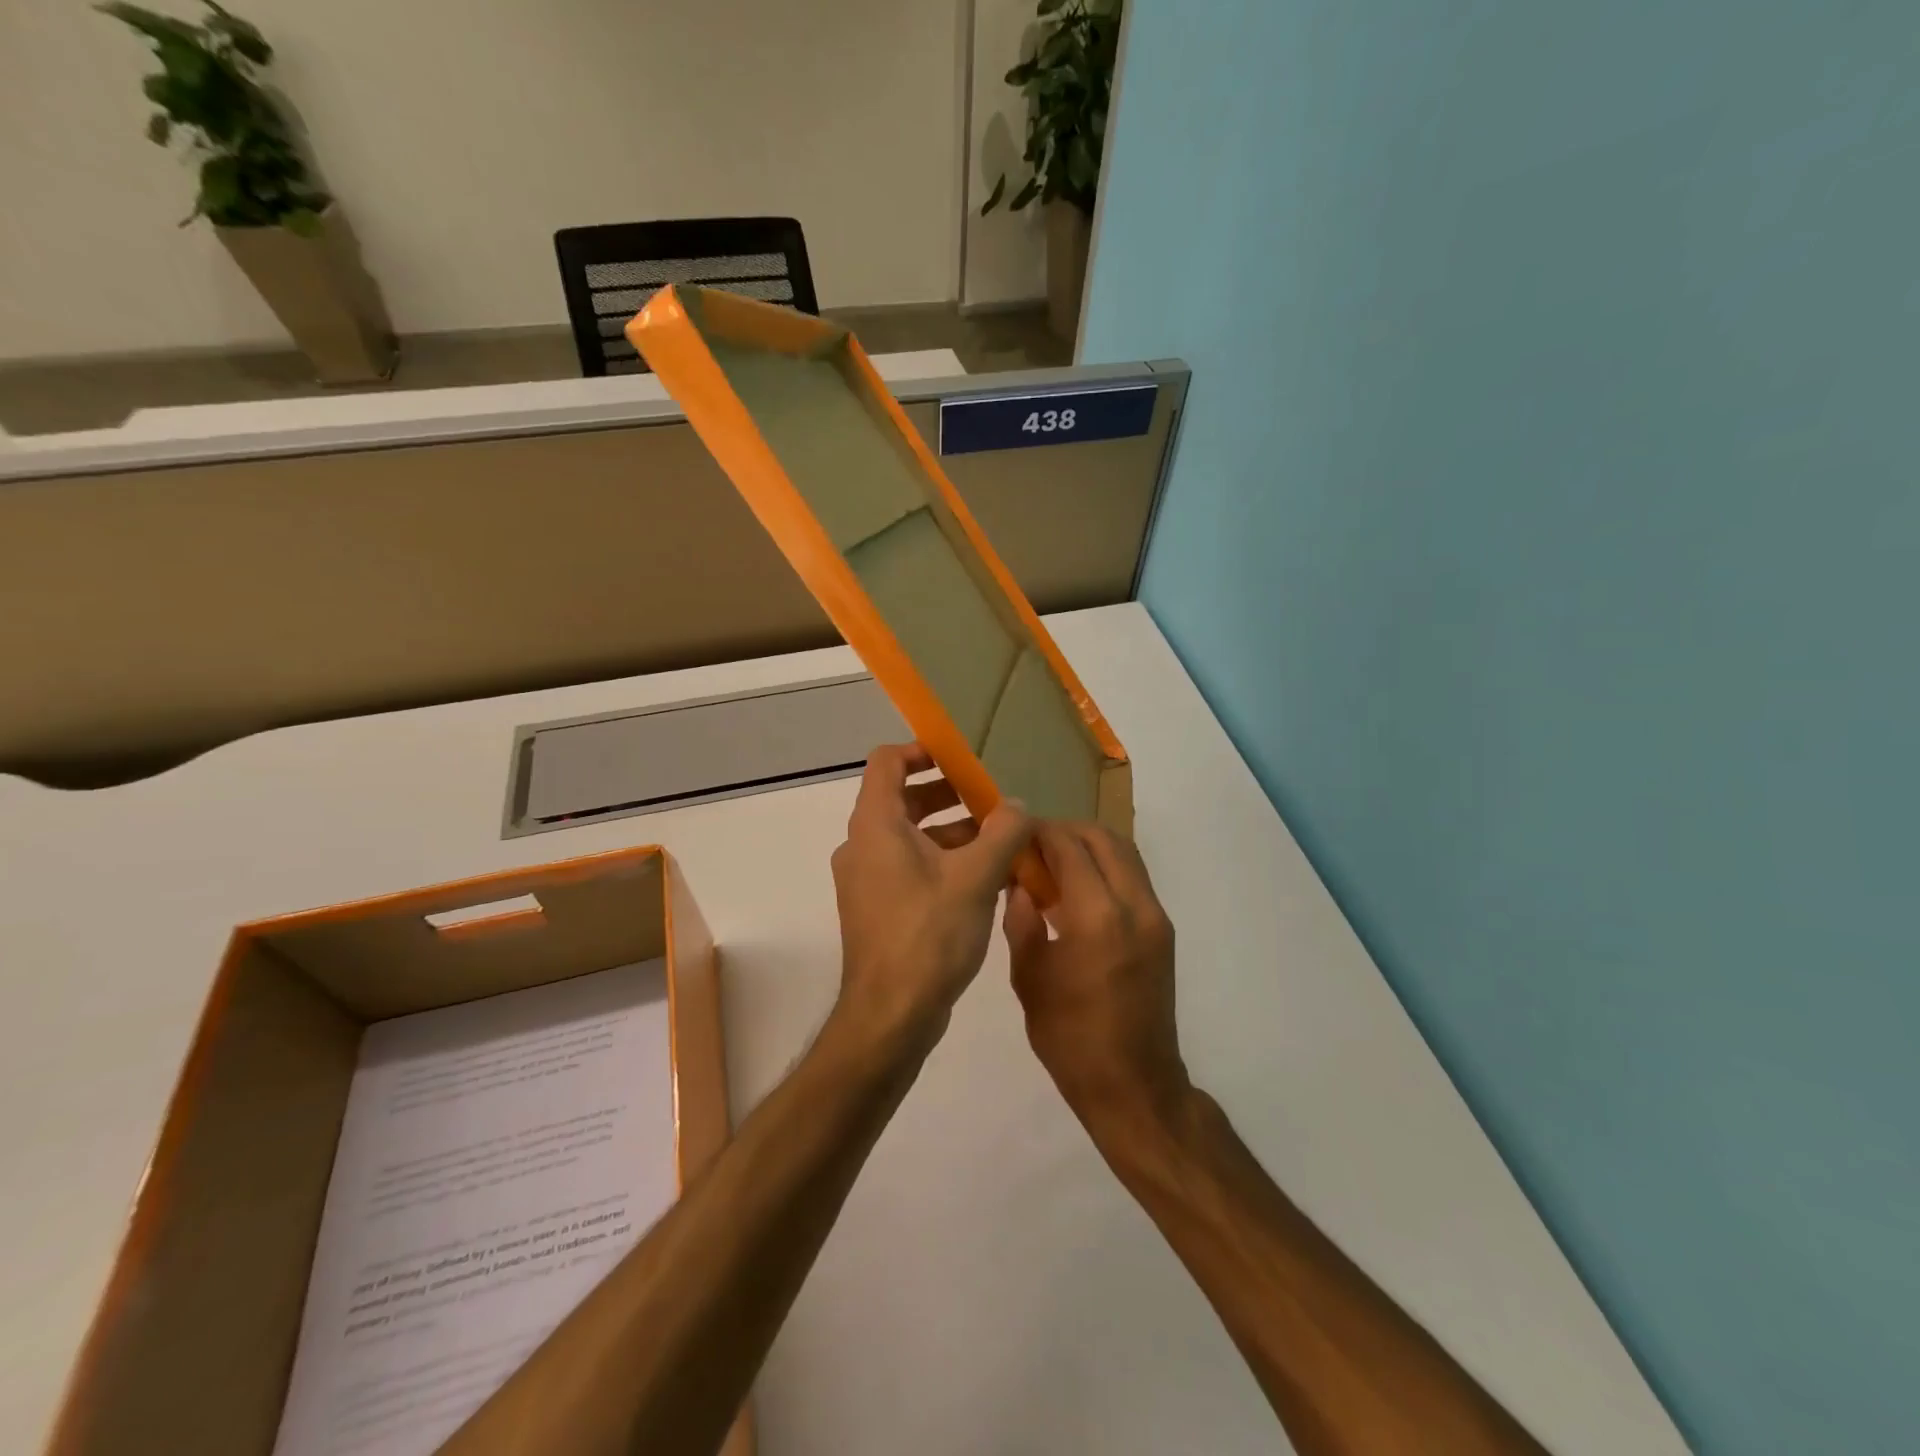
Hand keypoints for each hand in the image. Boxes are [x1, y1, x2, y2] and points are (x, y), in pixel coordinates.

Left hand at [830, 744, 1030, 1055]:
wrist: (891, 1015)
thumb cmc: (929, 935)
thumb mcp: (976, 877)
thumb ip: (1003, 832)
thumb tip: (1018, 806)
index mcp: (876, 825)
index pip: (888, 762)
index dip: (922, 750)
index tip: (961, 756)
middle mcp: (863, 845)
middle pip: (902, 798)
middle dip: (949, 794)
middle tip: (991, 799)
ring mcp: (867, 879)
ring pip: (910, 837)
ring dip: (952, 831)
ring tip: (1000, 839)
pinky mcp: (878, 908)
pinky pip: (910, 868)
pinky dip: (943, 861)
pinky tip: (986, 879)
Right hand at [1005, 823, 1188, 1136]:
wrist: (1134, 1086)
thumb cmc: (1070, 1038)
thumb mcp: (1029, 978)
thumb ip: (1021, 921)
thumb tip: (1018, 883)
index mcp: (1097, 917)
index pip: (1068, 846)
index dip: (1038, 832)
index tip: (1012, 833)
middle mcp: (1134, 905)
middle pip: (1102, 837)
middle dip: (1064, 831)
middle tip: (1032, 845)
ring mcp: (1155, 916)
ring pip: (1124, 852)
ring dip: (1088, 845)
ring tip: (1053, 862)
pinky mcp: (1162, 929)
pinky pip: (1133, 876)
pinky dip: (1105, 866)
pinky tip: (1077, 889)